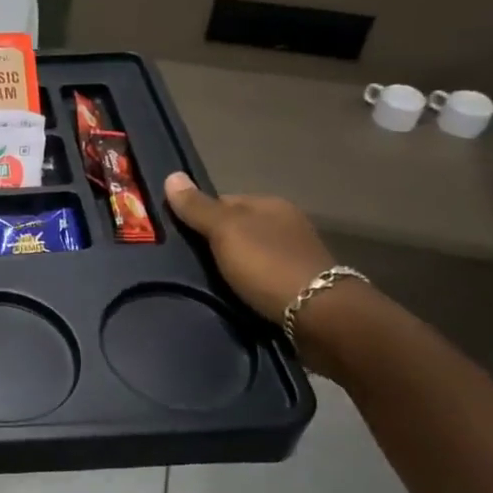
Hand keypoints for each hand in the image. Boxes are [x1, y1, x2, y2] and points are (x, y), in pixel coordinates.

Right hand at [162, 174, 331, 324]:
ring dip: (232, 268)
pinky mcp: (301, 288)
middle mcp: (286, 226)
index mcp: (271, 205)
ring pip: (250, 256)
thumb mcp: (225, 231)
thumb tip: (171, 175)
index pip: (224, 201)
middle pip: (237, 229)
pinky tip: (234, 297)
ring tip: (207, 284)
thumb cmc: (269, 265)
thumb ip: (198, 207)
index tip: (179, 237)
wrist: (320, 317)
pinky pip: (262, 280)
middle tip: (188, 264)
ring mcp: (296, 257)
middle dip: (214, 244)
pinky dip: (247, 286)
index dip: (199, 216)